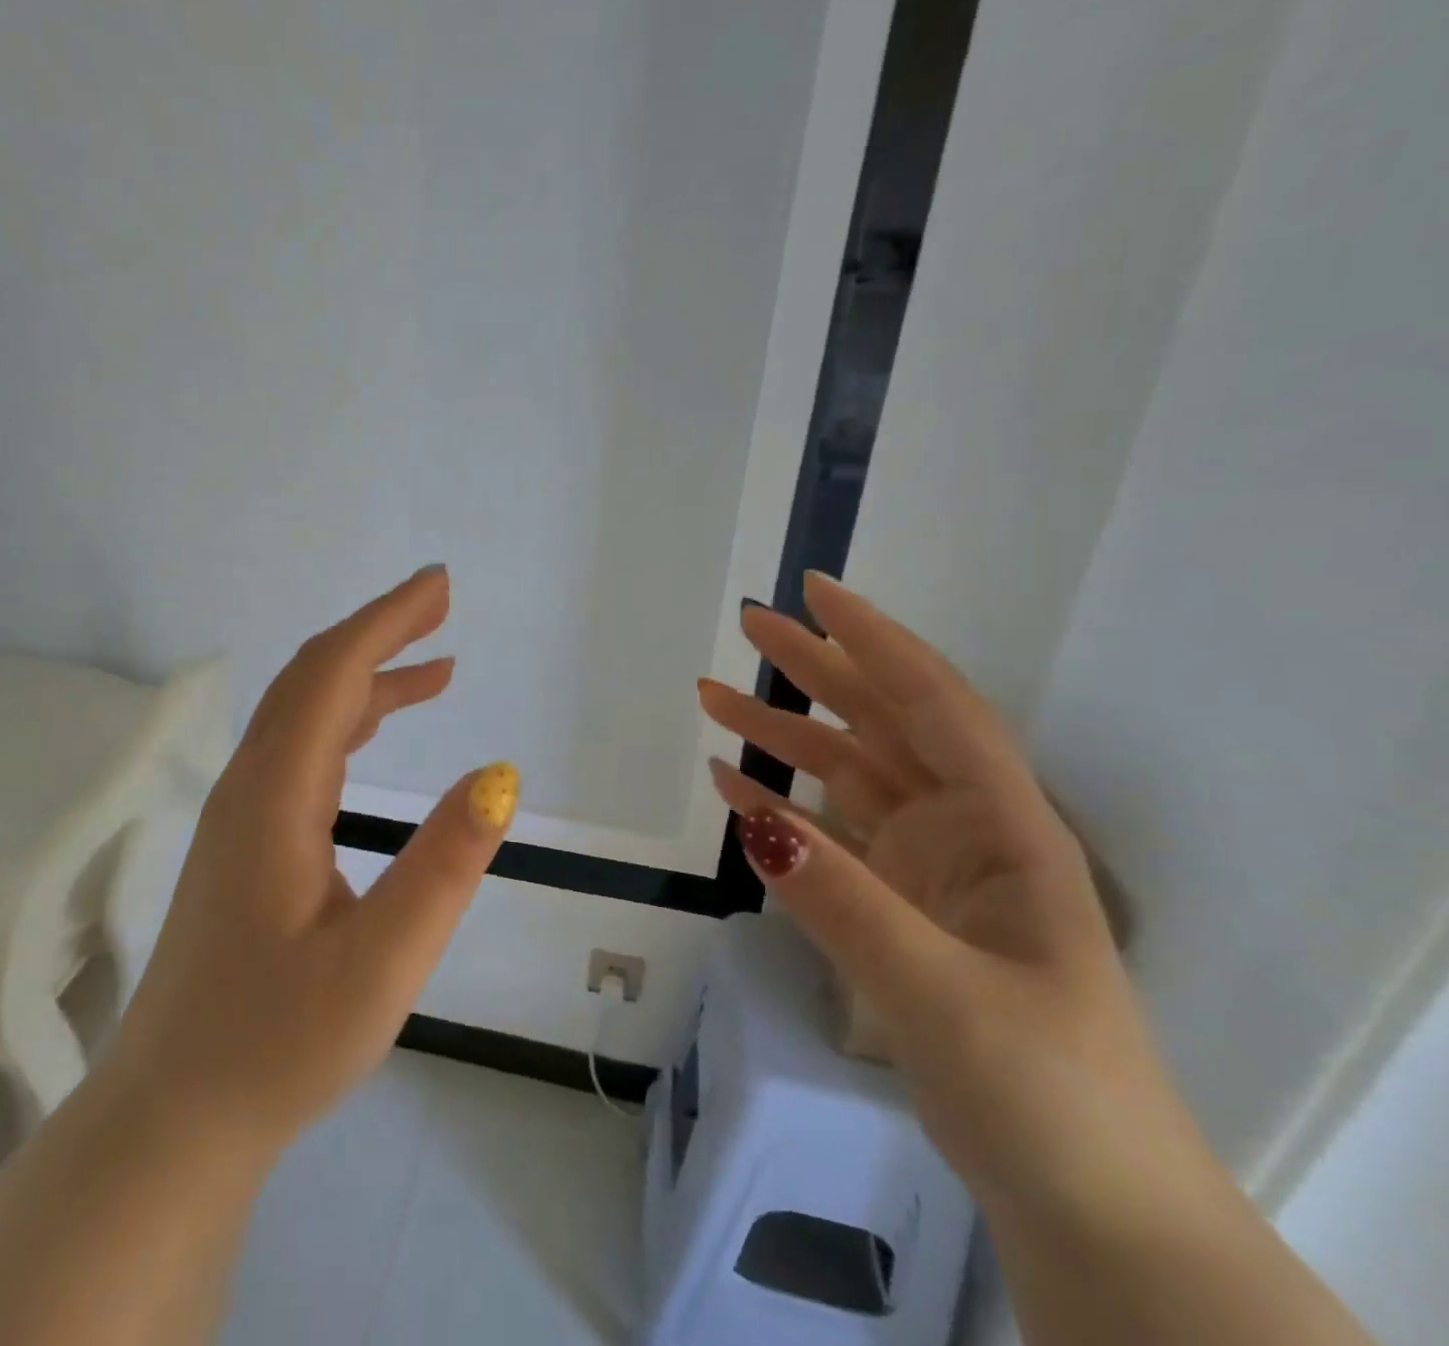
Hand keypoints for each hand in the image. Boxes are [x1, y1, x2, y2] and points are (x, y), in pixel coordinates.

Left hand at [115, 566, 518, 1158]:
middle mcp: (250, 787)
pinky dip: (349, 720)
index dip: (386, 622)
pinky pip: (302, 751)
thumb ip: (442, 867)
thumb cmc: (276, 1045)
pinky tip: (379, 731)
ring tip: (437, 668)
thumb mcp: (380, 965)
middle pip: (312, 678)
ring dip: (368, 676)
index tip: (439, 587)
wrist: (175, 1116)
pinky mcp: (246, 841)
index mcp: (275, 797)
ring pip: (305, 714)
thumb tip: (498, 777)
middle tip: (441, 603)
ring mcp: (242, 814)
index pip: (332, 675)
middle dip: (378, 631)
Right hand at [698, 574, 1210, 1227]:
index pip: (934, 705)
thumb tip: (750, 818)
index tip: (816, 593)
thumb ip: (844, 901)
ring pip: (846, 774)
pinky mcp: (894, 905)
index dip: (876, 642)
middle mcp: (964, 830)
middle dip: (818, 668)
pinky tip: (731, 786)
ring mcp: (926, 867)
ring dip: (782, 735)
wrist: (1087, 1205)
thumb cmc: (1046, 1091)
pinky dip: (779, 806)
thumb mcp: (942, 993)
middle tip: (749, 624)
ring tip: (711, 696)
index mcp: (1004, 828)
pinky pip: (827, 835)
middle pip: (883, 723)